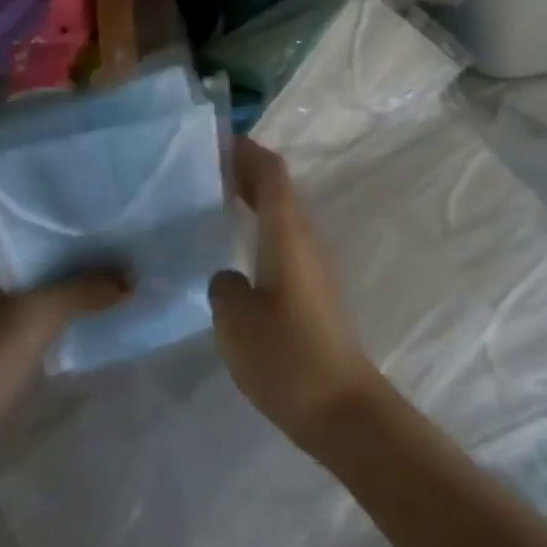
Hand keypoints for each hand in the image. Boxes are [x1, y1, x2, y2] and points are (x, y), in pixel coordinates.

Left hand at [0, 224, 129, 484]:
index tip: (101, 200)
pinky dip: (72, 313)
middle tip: (126, 229)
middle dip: (78, 247)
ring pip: (44, 289)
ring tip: (126, 262)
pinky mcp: (3, 356)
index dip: (60, 212)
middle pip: (38, 257)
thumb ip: (83, 289)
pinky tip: (104, 308)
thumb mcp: (33, 318)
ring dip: (78, 281)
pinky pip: (46, 321)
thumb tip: (131, 277)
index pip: (20, 224)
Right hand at [209, 140, 385, 448]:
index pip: (272, 176)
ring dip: (254, 200)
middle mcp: (305, 241)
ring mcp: (313, 267)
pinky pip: (283, 241)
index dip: (248, 152)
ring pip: (282, 216)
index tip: (219, 139)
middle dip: (247, 172)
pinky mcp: (312, 292)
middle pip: (279, 191)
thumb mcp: (236, 321)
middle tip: (207, 166)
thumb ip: (224, 288)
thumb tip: (228, 277)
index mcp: (288, 235)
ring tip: (215, 199)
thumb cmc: (286, 357)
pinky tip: (236, 248)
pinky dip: (259, 228)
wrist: (339, 407)